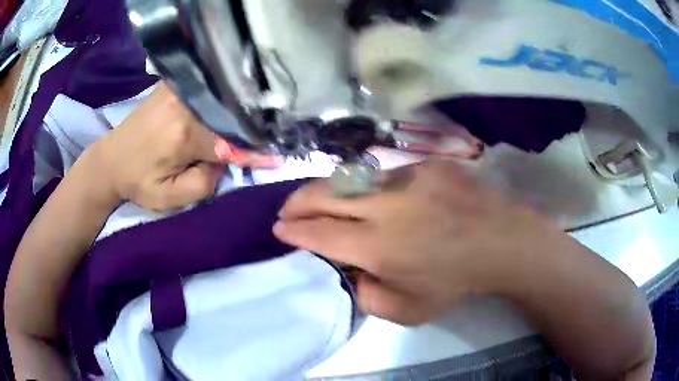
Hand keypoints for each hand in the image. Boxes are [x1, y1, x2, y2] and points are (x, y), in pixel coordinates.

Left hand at [90, 83, 280, 211]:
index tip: (278, 155)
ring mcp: (178, 89)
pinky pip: (208, 89)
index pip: (230, 140)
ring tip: (253, 118)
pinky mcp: (174, 84)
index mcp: (183, 133)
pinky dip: (223, 98)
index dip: (255, 150)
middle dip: (249, 125)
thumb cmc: (137, 182)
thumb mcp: (168, 198)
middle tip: (268, 135)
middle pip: (229, 112)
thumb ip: (203, 183)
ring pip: (221, 98)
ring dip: (238, 109)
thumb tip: (224, 161)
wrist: (110, 159)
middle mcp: (184, 103)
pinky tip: (230, 103)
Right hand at [274, 160, 561, 324]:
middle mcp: (385, 207)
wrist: (499, 242)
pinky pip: (385, 175)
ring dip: (328, 191)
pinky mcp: (424, 165)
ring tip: (320, 199)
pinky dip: (371, 187)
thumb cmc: (455, 282)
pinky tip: (379, 197)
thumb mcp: (408, 311)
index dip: (294, 230)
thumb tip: (353, 273)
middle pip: (324, 196)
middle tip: (286, 209)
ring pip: (350, 179)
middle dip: (296, 202)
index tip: (279, 228)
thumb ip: (370, 297)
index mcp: (378, 247)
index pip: (319, 234)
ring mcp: (406, 179)